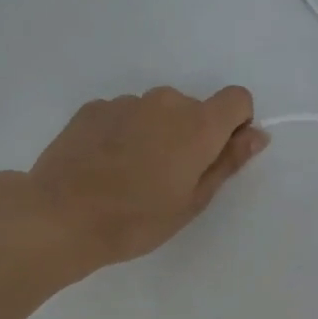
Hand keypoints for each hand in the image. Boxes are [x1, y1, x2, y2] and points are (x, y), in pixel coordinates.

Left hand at [23, 85, 266, 275]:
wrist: (61, 217)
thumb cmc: (138, 219)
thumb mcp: (193, 200)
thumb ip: (228, 162)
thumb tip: (257, 135)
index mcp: (198, 124)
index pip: (237, 99)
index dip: (235, 125)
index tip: (218, 156)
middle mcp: (165, 101)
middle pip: (195, 108)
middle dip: (193, 135)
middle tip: (171, 178)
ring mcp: (126, 102)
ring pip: (158, 112)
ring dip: (157, 134)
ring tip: (133, 176)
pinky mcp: (93, 108)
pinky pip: (126, 115)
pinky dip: (126, 134)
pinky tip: (106, 167)